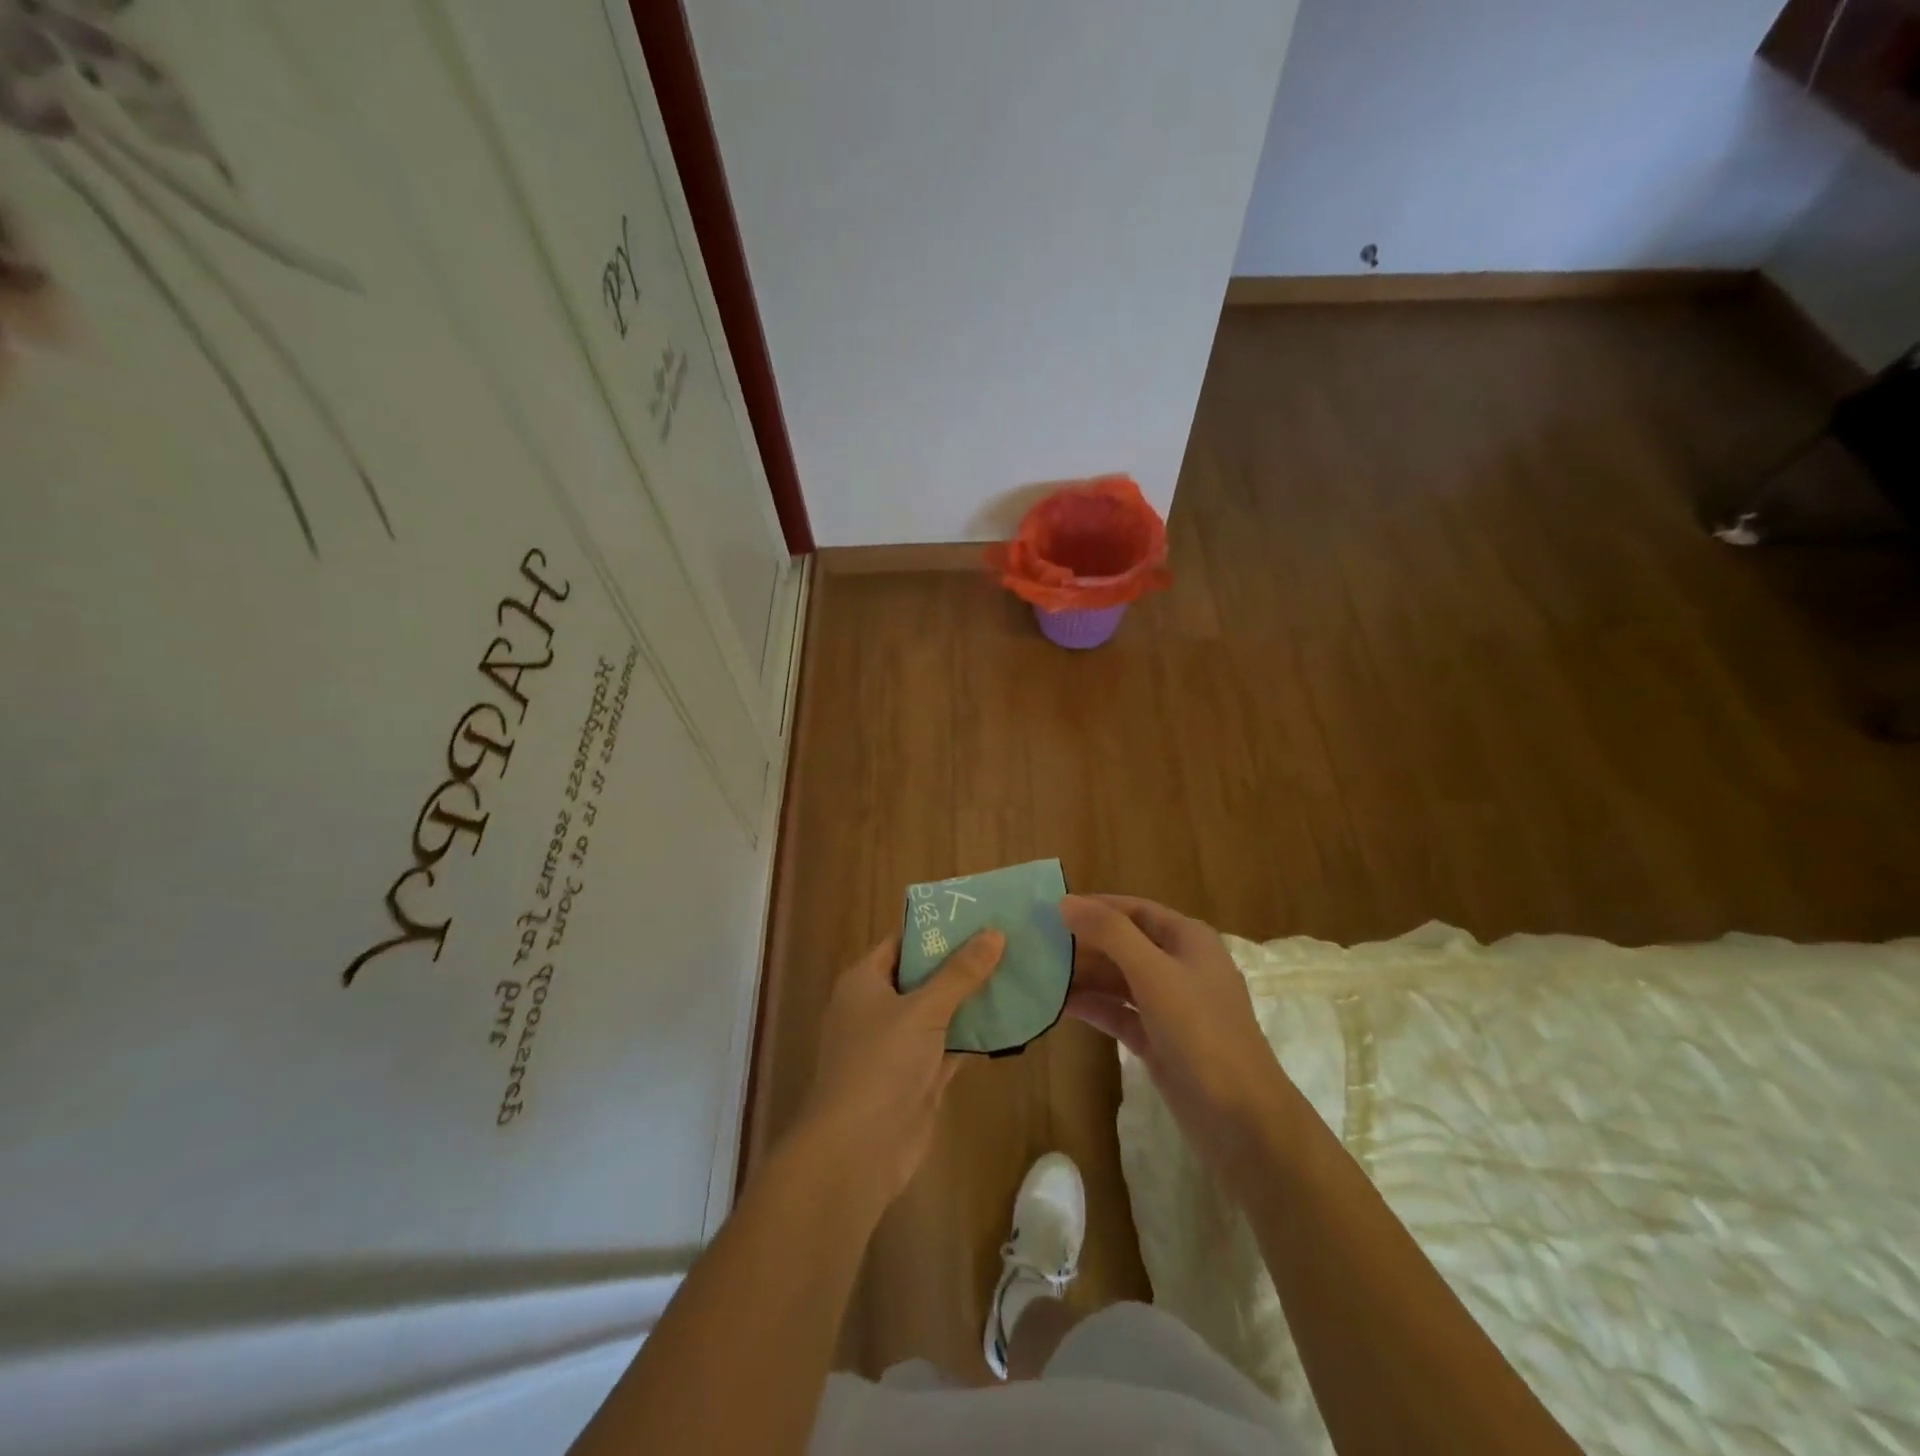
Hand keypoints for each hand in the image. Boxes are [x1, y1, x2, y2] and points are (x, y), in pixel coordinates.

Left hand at [795, 928, 1004, 1208]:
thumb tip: (994, 933)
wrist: (858, 1151)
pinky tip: (1009, 1018)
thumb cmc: (880, 1064)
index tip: (978, 913)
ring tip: (1016, 970)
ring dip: (972, 998)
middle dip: (962, 961)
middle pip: (923, 975)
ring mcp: (898, 1045)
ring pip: (940, 1011)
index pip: (902, 941)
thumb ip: (959, 973)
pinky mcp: (917, 1077)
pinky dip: (974, 1034)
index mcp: (864, 981)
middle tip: (1007, 939)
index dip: (937, 927)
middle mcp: (878, 1008)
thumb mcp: (922, 1010)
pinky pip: (949, 1045)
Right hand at [1061, 894, 1289, 1178]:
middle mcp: (1180, 966)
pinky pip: (1119, 1013)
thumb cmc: (1202, 1033)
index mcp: (1188, 940)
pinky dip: (1093, 1007)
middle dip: (1084, 943)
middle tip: (1036, 943)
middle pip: (1124, 943)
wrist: (1243, 1121)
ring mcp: (1170, 1006)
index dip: (1096, 906)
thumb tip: (1066, 902)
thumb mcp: (1154, 974)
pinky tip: (1058, 1006)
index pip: (1135, 910)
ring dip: (1084, 976)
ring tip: (1038, 974)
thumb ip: (1110, 934)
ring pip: (1119, 980)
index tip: (1051, 908)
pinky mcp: (1159, 1041)